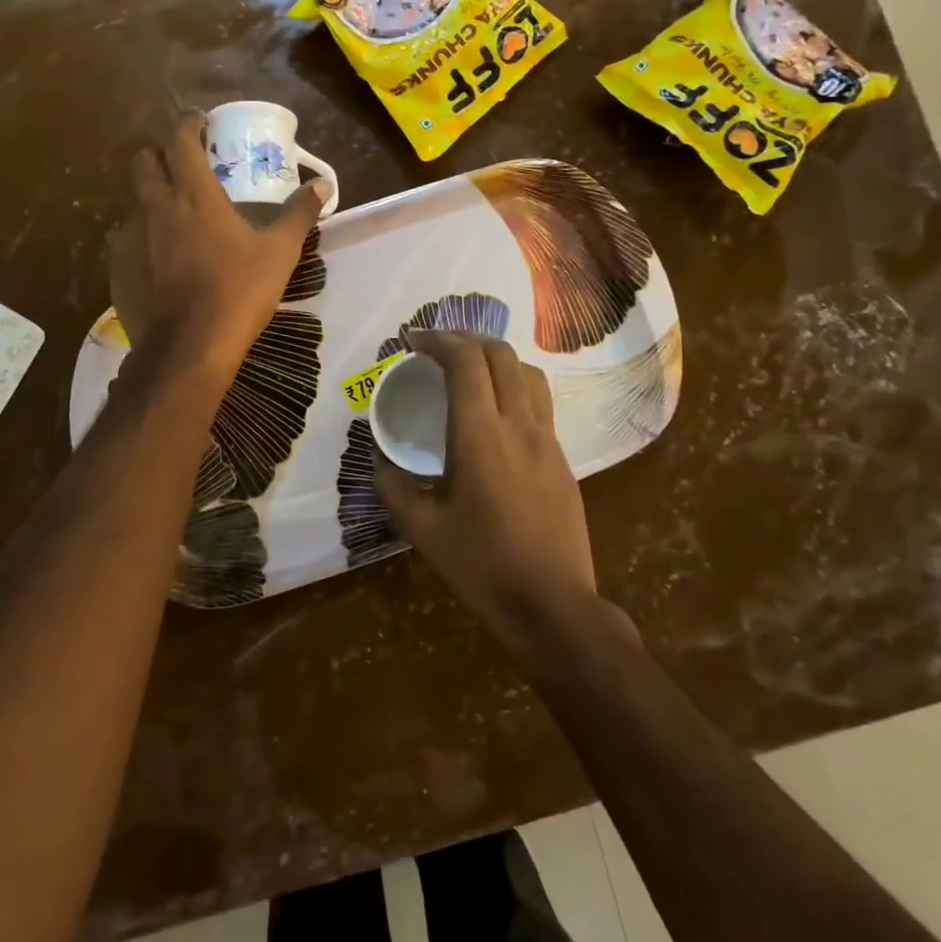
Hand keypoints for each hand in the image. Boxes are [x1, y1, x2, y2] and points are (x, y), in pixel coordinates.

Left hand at [109, 112, 327, 378]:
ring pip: (132, 202)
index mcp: (193, 194)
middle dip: (160, 155)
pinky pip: (124, 240)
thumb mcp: (280, 251)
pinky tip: (156, 257)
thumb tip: (323, 185)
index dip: (188, 124)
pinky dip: (139, 237)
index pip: (180, 140)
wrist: (190, 346)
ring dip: (150, 198)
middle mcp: (155, 206)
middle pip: (143, 162)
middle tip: (182, 166)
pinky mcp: (118, 268)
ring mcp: (131, 238)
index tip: (200, 122)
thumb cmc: (239, 291)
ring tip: (172, 215)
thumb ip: (299, 213)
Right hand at [373, 331, 596, 639]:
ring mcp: (546, 438)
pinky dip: (513, 385)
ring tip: (469, 371)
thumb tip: (380, 460)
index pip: (465, 360)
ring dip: (495, 358)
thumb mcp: (423, 529)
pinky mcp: (561, 456)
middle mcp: (518, 423)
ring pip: (527, 372)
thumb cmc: (482, 564)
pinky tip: (496, 412)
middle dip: (466, 339)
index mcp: (480, 434)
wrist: (552, 602)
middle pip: (499, 353)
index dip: (438, 340)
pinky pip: (538, 401)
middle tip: (437, 350)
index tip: (414, 341)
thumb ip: (393, 487)